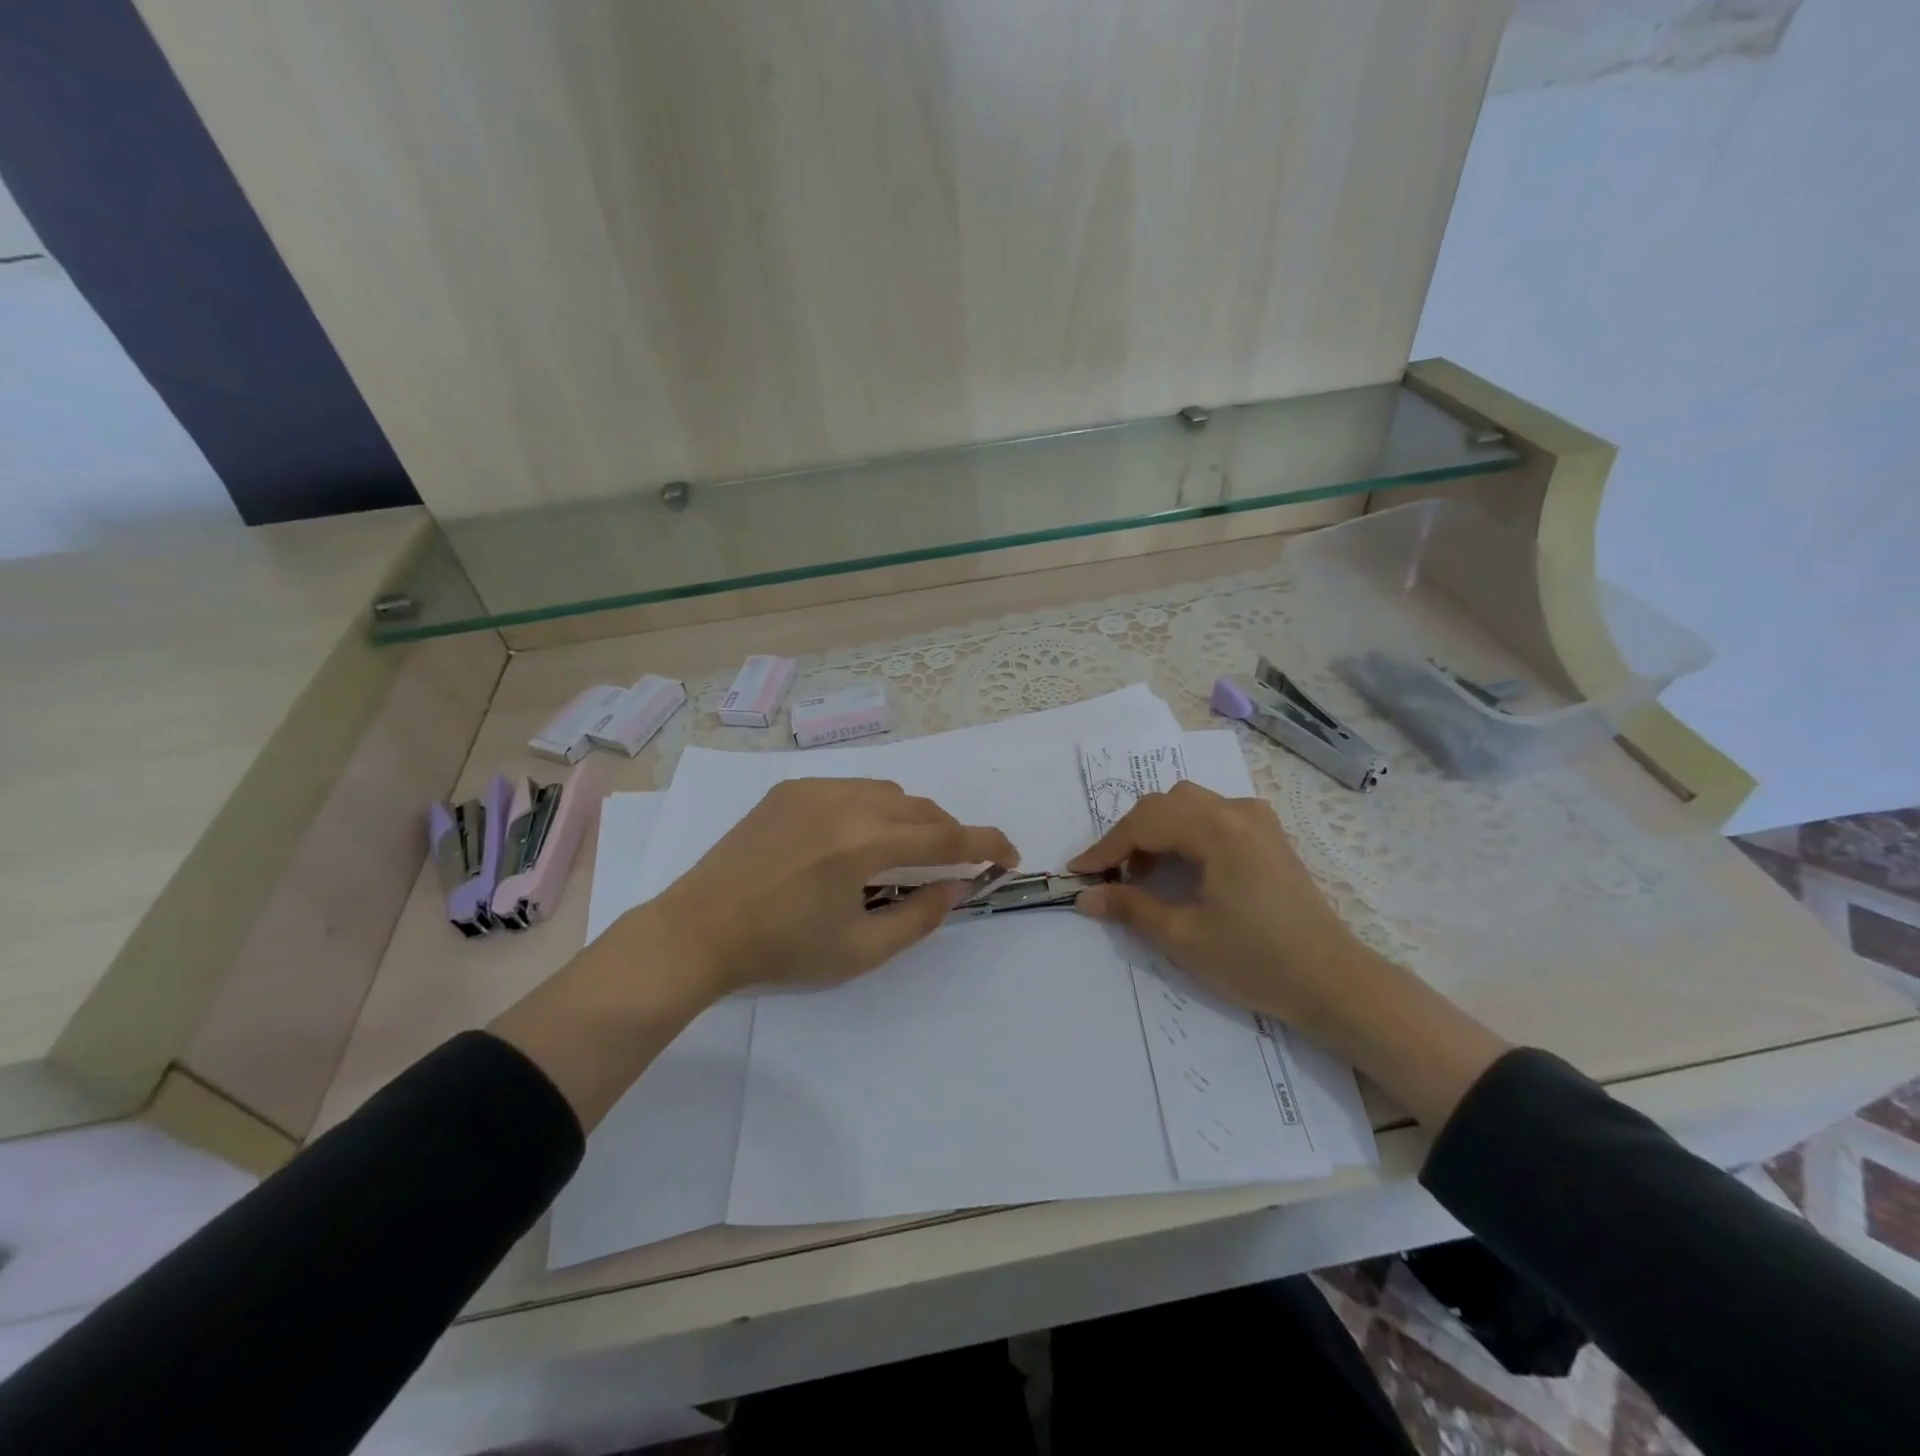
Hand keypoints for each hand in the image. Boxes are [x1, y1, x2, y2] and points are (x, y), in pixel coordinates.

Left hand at [647, 778, 1017, 993]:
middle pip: (921, 808)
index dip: (986, 844)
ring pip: (889, 792)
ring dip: (911, 819)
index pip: (945, 838)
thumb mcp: (860, 950)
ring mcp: (813, 789)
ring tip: (902, 854)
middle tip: (953, 866)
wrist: (698, 930)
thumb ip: (920, 917)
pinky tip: (854, 840)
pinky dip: (873, 808)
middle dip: (948, 834)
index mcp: (863, 844)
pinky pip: (851, 788)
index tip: (1009, 855)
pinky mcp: (790, 789)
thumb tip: (957, 887)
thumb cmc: (781, 949)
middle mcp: (844, 802)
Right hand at [1068, 781, 1509, 1128]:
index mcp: (1217, 829)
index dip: (1105, 848)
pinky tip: (1182, 867)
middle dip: (1129, 836)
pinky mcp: (1269, 835)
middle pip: (1164, 805)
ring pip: (1188, 805)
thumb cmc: (1256, 960)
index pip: (1144, 823)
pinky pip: (1213, 816)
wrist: (1334, 982)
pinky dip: (1184, 832)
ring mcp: (1257, 819)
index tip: (1077, 873)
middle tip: (1109, 876)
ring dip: (1156, 831)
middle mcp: (1237, 811)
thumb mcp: (1183, 937)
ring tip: (1143, 874)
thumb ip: (1130, 908)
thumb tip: (1084, 898)